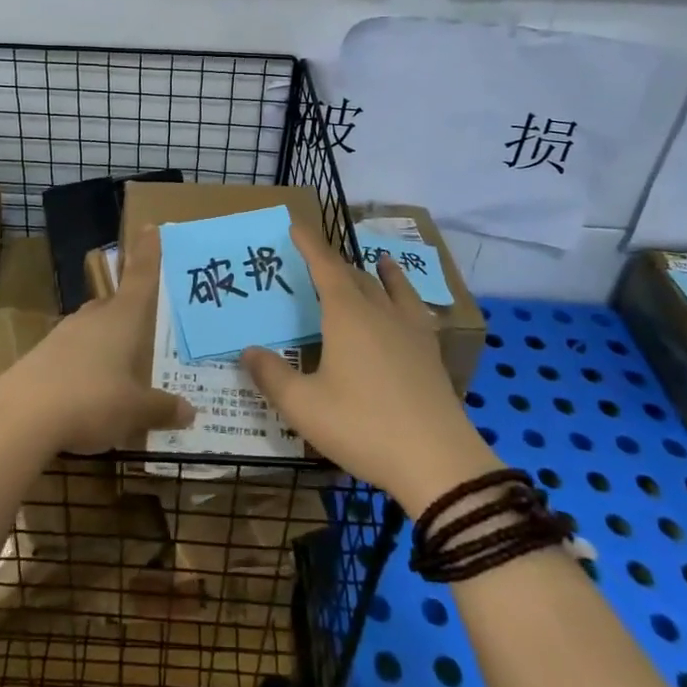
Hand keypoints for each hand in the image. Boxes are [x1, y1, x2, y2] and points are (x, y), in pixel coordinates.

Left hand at [0, 226, 193, 454]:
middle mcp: (93, 318)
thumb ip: (161, 408)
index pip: (140, 277)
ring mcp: (63, 335)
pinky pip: (72, 354)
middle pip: (114, 304)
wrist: (21, 417)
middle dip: (128, 310)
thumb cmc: (92, 401)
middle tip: (144, 324)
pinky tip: (87, 393)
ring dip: (105, 341)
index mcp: (122, 318)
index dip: (147, 253)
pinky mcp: (41, 357)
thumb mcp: (134, 411)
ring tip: (119, 368)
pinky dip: (84, 366)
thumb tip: (188, 411)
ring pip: (92, 329)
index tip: (149, 226)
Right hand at [241, 221, 500, 516]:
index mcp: (346, 314)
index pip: (324, 266)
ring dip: (375, 273)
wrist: (438, 462)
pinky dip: (406, 294)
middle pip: (354, 275)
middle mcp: (379, 311)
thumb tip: (248, 351)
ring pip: (389, 288)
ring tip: (375, 261)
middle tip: (316, 259)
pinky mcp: (430, 352)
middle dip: (333, 262)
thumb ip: (272, 376)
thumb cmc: (363, 426)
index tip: (296, 224)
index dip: (309, 244)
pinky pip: (415, 308)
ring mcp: (409, 330)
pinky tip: (411, 304)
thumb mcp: (304, 407)